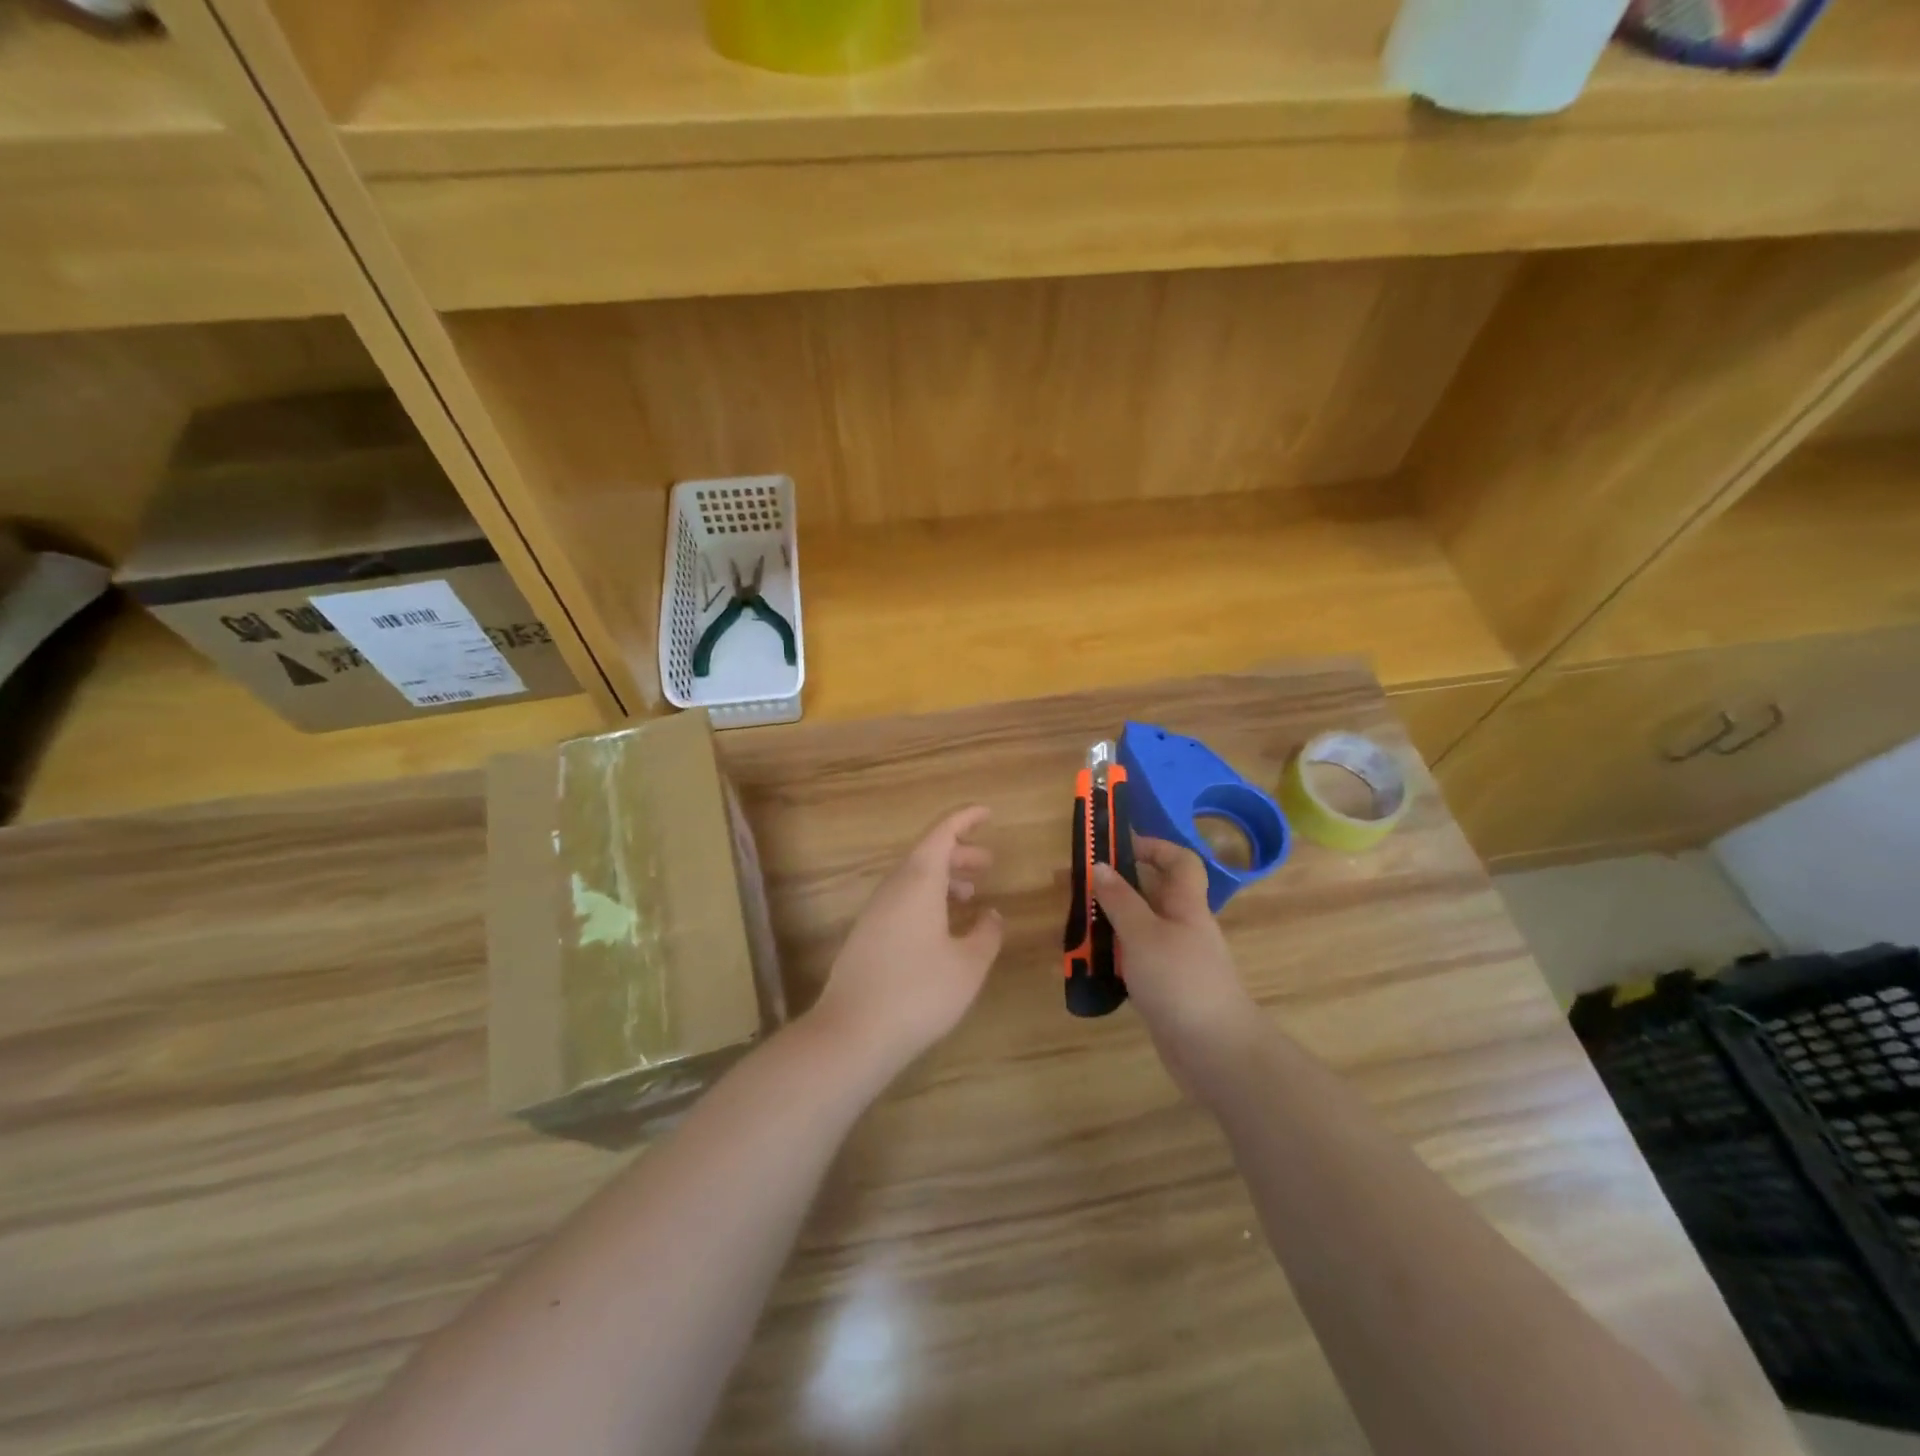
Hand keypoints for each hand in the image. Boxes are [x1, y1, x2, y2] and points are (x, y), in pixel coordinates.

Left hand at [808, 806, 1004, 1078]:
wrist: (852, 1033)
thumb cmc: (919, 993)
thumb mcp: (968, 965)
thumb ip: (986, 933)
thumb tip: (992, 914)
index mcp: (918, 881)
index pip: (942, 833)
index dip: (965, 819)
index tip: (988, 813)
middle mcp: (893, 888)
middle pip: (927, 854)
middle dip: (959, 852)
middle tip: (988, 862)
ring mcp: (875, 912)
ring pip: (913, 879)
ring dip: (944, 878)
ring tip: (971, 894)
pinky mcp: (866, 935)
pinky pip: (902, 900)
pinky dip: (927, 899)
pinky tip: (942, 927)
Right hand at [1093, 838, 1262, 1102]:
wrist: (1216, 1052)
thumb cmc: (1181, 981)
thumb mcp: (1144, 934)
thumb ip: (1120, 900)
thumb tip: (1100, 866)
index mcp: (1185, 905)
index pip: (1179, 861)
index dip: (1152, 846)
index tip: (1115, 845)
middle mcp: (1182, 926)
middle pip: (1151, 893)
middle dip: (1114, 885)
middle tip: (1074, 884)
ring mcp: (1174, 959)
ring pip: (1138, 928)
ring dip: (1107, 922)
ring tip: (1071, 922)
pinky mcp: (1163, 988)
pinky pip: (1133, 960)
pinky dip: (1111, 956)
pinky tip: (1086, 963)